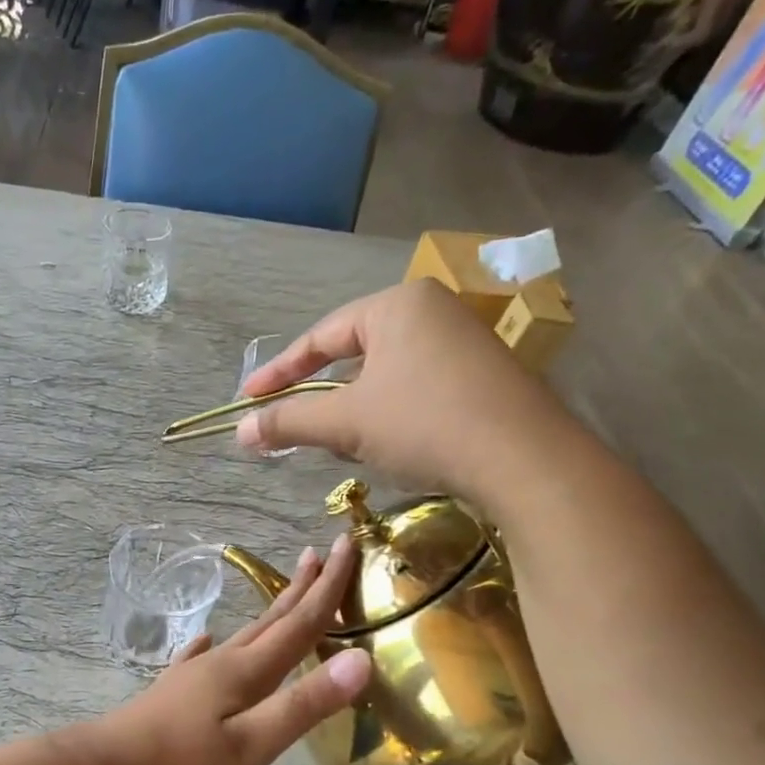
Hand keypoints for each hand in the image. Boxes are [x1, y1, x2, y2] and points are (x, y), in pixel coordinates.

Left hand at [85, 536, 371, 764]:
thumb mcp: (251, 746)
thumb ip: (303, 705)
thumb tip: (359, 658)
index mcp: (245, 672)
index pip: (299, 623)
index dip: (328, 587)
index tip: (347, 544)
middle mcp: (221, 663)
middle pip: (272, 619)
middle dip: (302, 587)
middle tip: (323, 550)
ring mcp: (193, 676)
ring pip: (243, 635)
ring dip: (270, 612)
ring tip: (285, 591)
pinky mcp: (173, 693)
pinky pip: (203, 657)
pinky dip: (215, 646)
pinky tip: (207, 641)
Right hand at [235, 279, 579, 508]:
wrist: (524, 460)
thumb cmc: (424, 424)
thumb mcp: (345, 422)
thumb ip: (288, 421)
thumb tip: (240, 430)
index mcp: (396, 304)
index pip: (320, 336)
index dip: (279, 372)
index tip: (248, 399)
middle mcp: (432, 310)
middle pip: (354, 353)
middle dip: (321, 394)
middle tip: (294, 423)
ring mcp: (463, 342)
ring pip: (386, 374)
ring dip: (355, 408)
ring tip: (342, 440)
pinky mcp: (482, 375)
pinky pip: (417, 387)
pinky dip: (391, 413)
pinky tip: (390, 443)